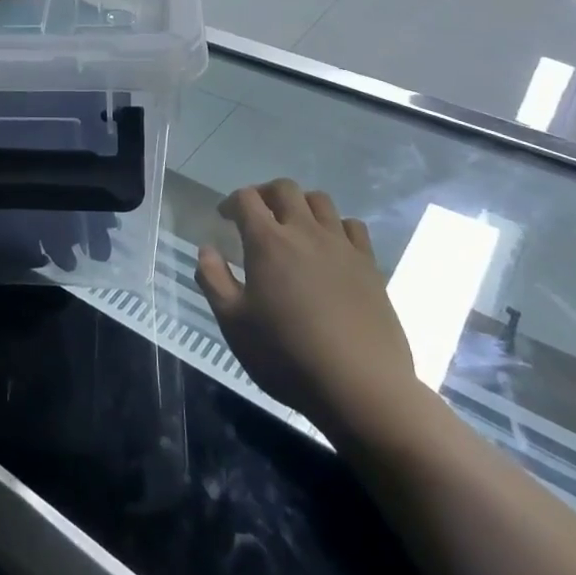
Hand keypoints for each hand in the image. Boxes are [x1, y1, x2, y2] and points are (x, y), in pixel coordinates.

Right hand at [194, 180, 419, 429]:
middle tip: (256, 215)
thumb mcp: (234, 324)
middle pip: (284, 188)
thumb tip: (206, 249)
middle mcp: (304, 231)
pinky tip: (331, 246)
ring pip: (320, 200)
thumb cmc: (287, 355)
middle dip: (265, 194)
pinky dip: (336, 225)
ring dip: (301, 204)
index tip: (225, 218)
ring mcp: (341, 245)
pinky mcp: (369, 264)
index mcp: (267, 241)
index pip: (246, 198)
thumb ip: (214, 280)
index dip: (231, 202)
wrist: (360, 386)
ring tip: (293, 226)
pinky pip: (352, 226)